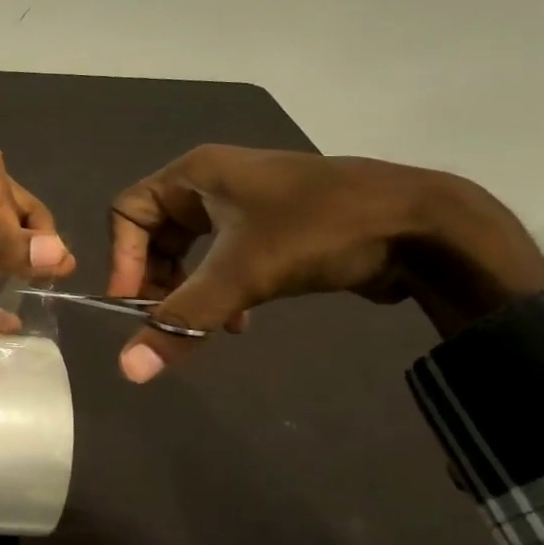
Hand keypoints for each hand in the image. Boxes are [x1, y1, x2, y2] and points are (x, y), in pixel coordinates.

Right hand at [107, 146, 543, 382]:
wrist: (421, 225)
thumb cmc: (318, 230)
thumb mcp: (242, 273)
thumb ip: (181, 319)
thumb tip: (128, 370)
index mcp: (196, 174)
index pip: (128, 212)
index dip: (122, 259)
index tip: (132, 305)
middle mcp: (213, 183)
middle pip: (155, 234)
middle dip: (157, 280)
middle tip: (165, 320)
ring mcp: (245, 204)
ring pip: (190, 251)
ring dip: (189, 291)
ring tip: (206, 325)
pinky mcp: (272, 228)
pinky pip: (223, 259)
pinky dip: (220, 290)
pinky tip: (238, 322)